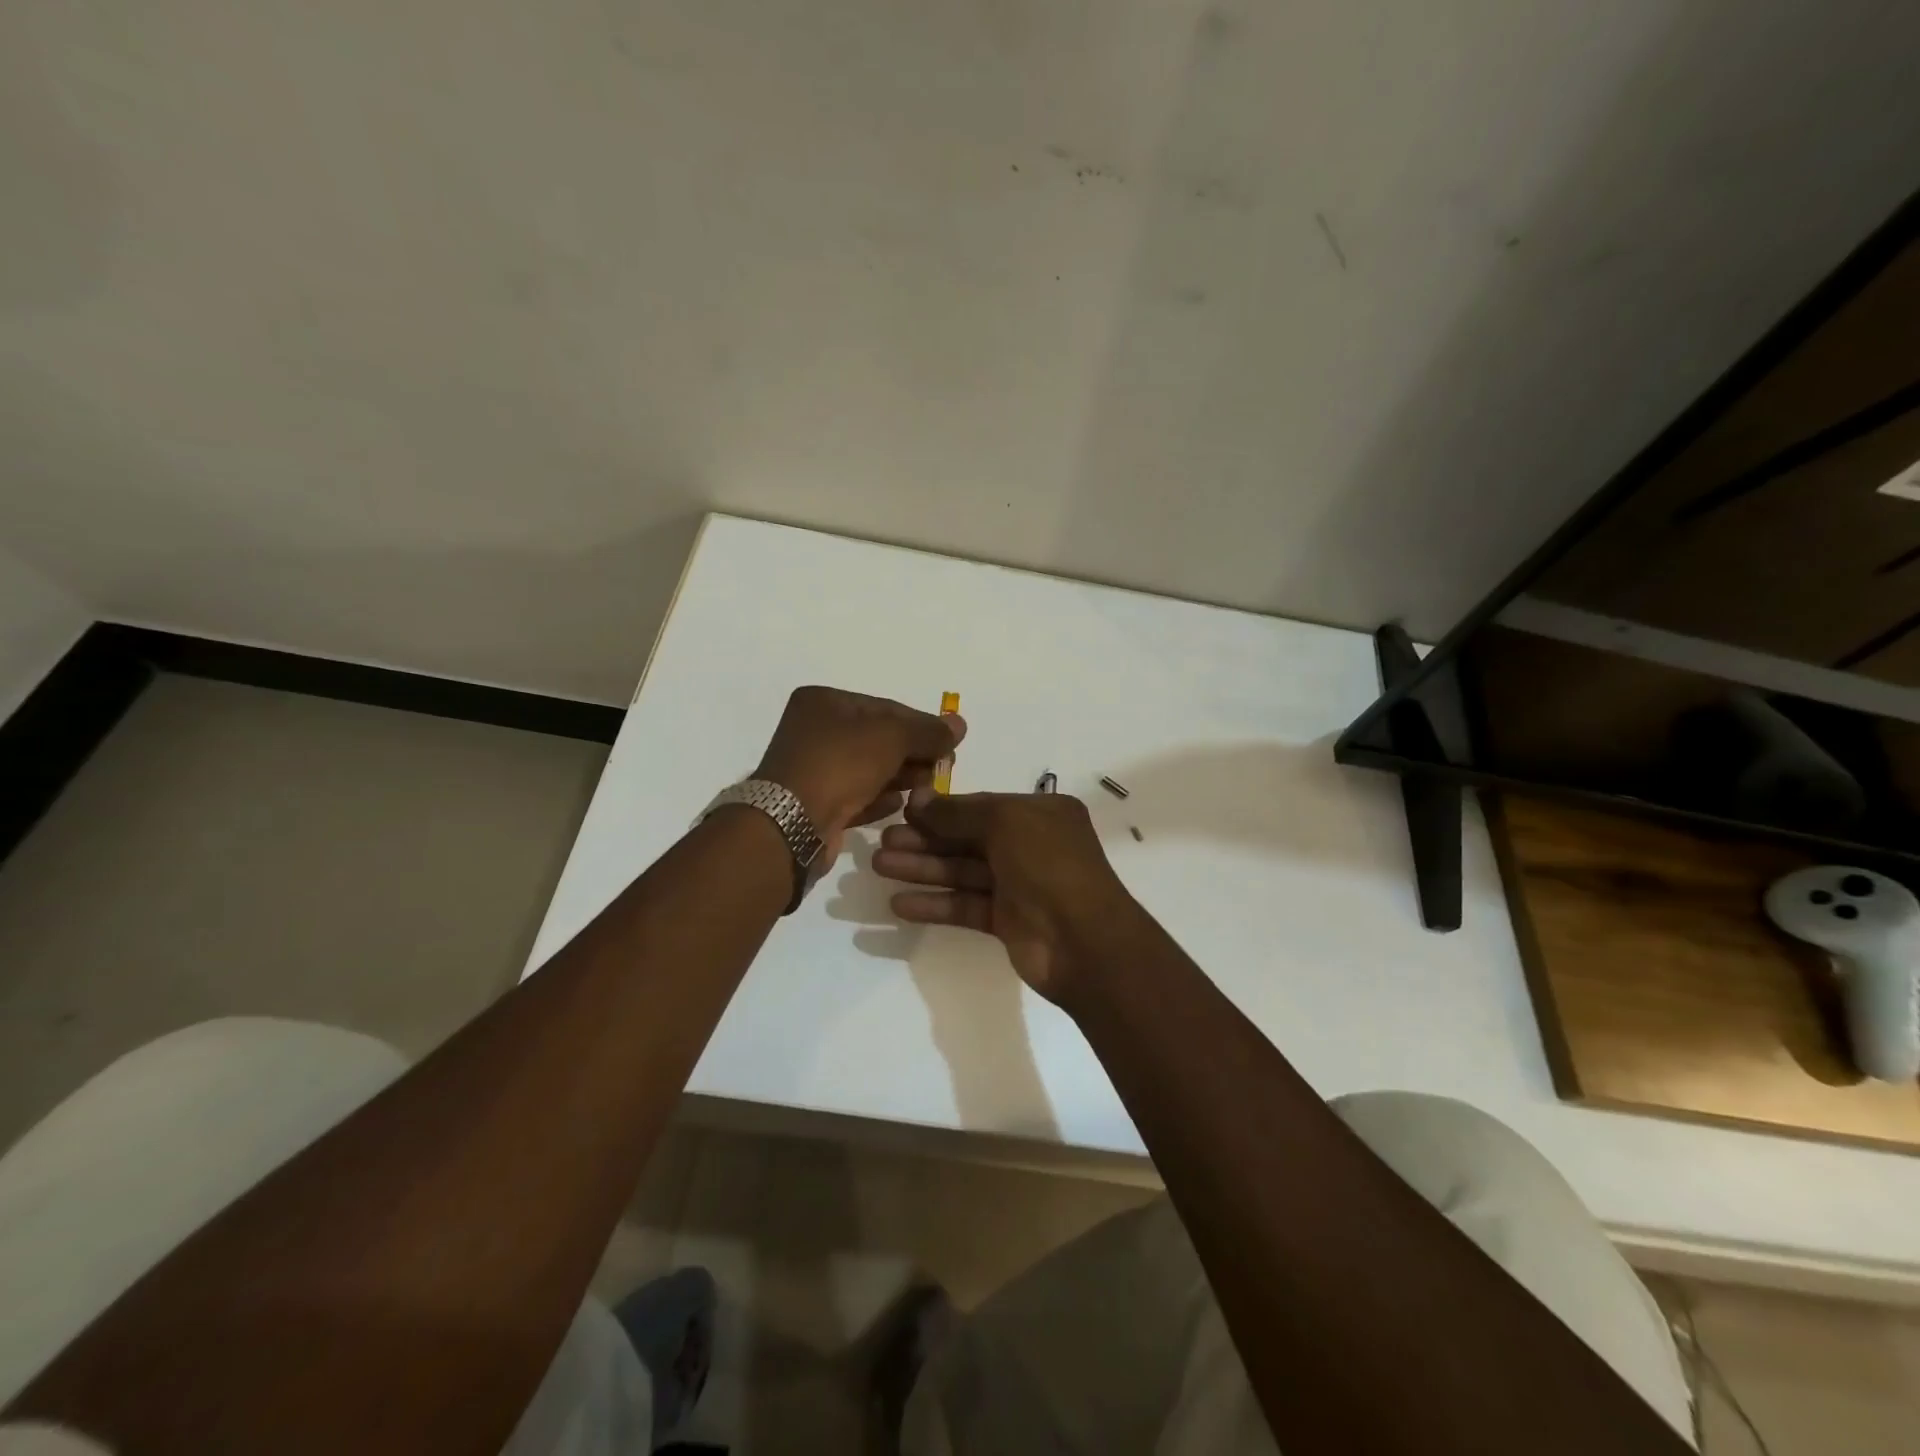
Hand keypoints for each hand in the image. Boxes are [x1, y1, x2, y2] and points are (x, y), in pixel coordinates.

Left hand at [754, 687, 964, 862]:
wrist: (792, 824)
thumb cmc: (840, 764)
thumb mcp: (892, 738)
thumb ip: (927, 731)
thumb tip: (959, 725)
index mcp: (823, 702)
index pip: (885, 708)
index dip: (921, 725)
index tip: (950, 743)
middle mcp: (814, 731)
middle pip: (878, 739)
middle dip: (913, 754)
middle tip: (943, 769)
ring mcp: (813, 769)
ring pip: (868, 769)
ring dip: (900, 777)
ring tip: (926, 789)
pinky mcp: (815, 804)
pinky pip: (855, 796)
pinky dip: (878, 799)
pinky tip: (898, 805)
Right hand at [872, 790, 1140, 1004]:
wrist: (1084, 943)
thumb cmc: (1048, 867)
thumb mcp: (1006, 823)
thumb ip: (957, 813)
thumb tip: (917, 798)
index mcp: (1040, 814)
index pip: (982, 806)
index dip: (941, 809)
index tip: (902, 811)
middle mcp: (1030, 845)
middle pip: (967, 838)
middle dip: (926, 839)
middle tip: (882, 843)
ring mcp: (1018, 884)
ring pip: (963, 871)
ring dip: (923, 868)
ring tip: (881, 867)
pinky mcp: (1007, 920)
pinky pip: (965, 904)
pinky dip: (935, 903)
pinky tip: (899, 905)